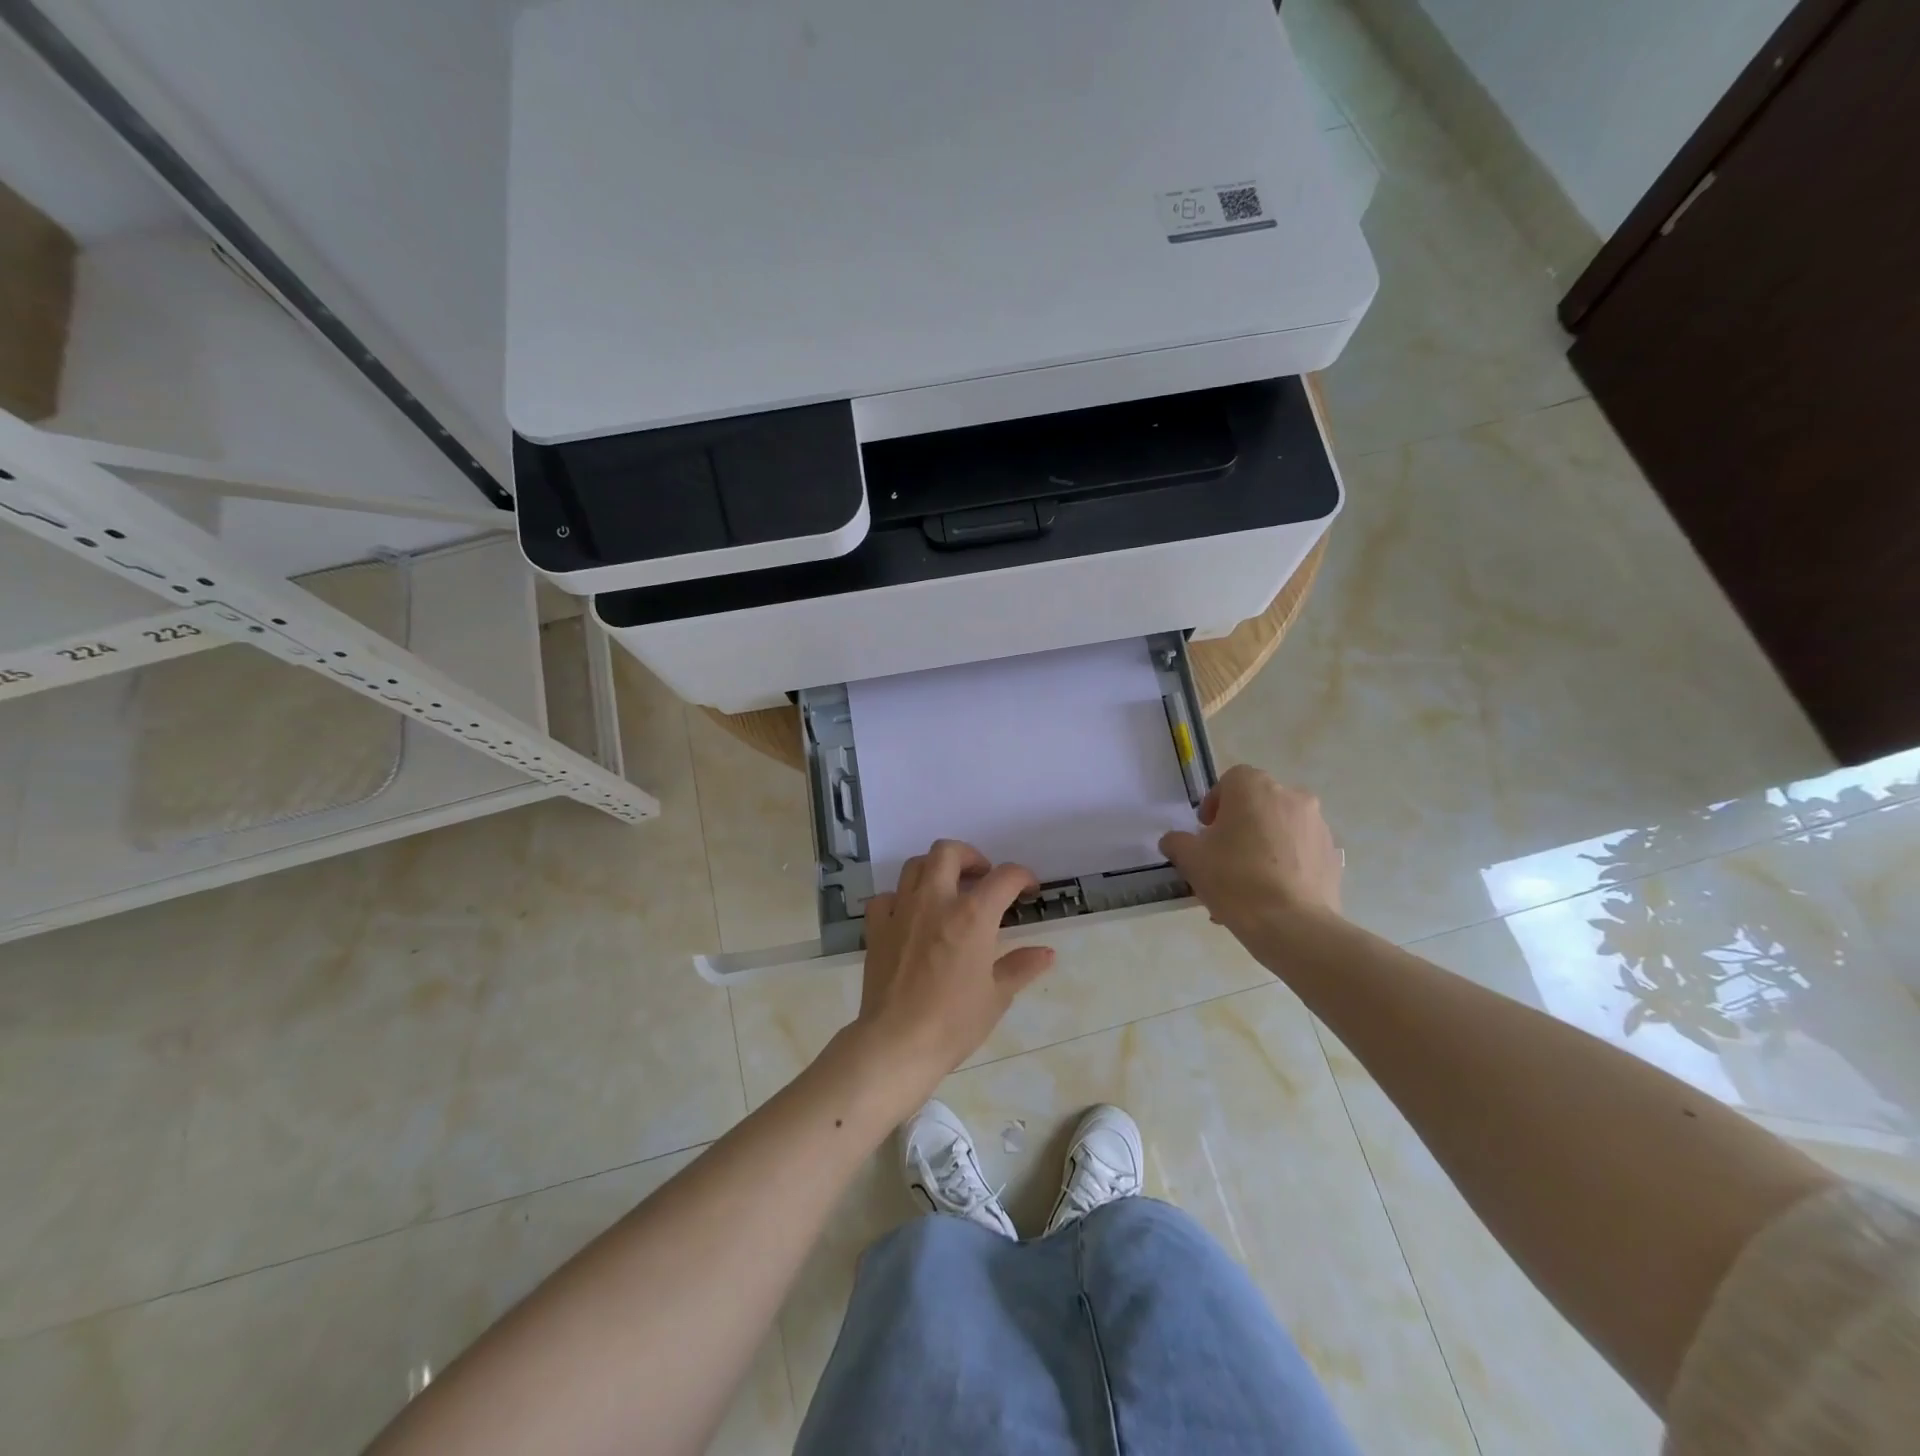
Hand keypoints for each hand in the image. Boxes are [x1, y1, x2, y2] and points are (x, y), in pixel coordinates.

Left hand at [849, 839, 1055, 1107]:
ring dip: (935, 869)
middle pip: (948, 851)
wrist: (897, 1043)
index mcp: (972, 914)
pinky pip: (886, 897)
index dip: (1022, 877)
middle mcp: (935, 900)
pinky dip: (900, 899)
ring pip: (915, 865)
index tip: (1028, 889)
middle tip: (981, 877)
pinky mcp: (877, 927)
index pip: (1004, 877)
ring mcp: (901, 910)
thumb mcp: (997, 996)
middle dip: (970, 856)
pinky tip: (909, 916)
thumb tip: (1046, 953)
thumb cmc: (954, 1022)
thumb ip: (1021, 966)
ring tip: (947, 890)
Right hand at [1159, 765, 1342, 936]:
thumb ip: (1177, 842)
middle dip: (1241, 825)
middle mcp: (1291, 796)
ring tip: (1248, 882)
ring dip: (1264, 844)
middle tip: (1225, 856)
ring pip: (1282, 828)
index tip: (1207, 832)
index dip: (1215, 804)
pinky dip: (1287, 863)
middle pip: (1258, 804)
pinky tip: (1273, 894)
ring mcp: (1317, 826)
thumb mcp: (1190, 859)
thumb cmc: (1235, 880)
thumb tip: (1175, 841)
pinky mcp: (1333, 855)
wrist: (1292, 925)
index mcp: (1254, 787)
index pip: (1231, 781)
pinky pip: (1302, 851)